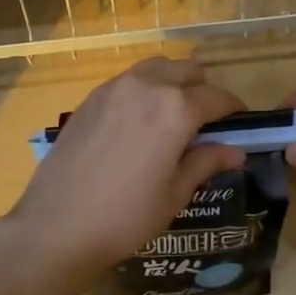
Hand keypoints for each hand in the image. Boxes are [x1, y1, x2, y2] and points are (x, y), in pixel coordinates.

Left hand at [0, 57, 245, 288]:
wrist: (56, 226)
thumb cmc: (126, 216)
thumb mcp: (175, 193)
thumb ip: (206, 162)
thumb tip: (235, 151)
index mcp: (175, 109)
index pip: (216, 97)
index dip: (233, 109)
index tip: (239, 123)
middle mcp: (146, 86)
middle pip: (186, 70)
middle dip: (202, 90)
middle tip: (204, 122)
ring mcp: (114, 89)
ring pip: (155, 68)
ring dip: (172, 83)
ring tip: (171, 117)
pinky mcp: (90, 99)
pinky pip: (128, 81)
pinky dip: (143, 90)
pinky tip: (138, 124)